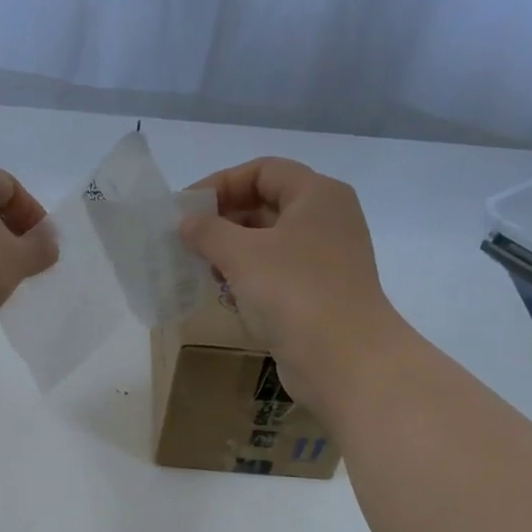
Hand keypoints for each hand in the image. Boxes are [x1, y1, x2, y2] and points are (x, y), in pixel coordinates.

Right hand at [178, 157, 404, 413]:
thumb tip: (186, 222)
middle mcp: (327, 220)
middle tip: (188, 242)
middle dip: (223, 221)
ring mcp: (326, 258)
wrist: (344, 360)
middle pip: (266, 204)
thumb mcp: (241, 254)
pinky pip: (278, 274)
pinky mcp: (320, 293)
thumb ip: (208, 231)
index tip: (187, 209)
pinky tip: (227, 297)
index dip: (221, 183)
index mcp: (317, 195)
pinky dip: (250, 279)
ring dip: (232, 253)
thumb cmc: (293, 293)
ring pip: (269, 242)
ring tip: (203, 271)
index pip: (263, 170)